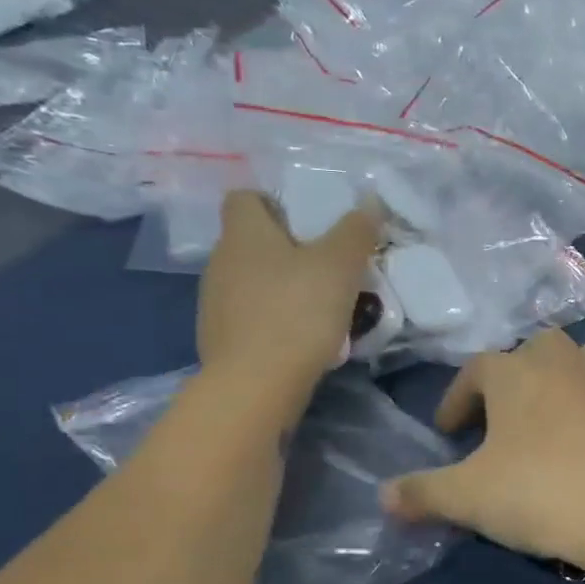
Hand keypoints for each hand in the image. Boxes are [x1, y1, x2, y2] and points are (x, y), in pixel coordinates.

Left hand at [197, 190, 378, 416]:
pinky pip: (251, 316)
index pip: (245, 198)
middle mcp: (220, 261)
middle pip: (252, 242)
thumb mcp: (340, 265)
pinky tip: (302, 338)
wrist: (256, 385)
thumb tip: (369, 201)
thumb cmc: (297, 312)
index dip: (275, 203)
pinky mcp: (220, 339)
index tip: (309, 222)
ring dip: (282, 287)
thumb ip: (356, 231)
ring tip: (321, 306)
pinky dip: (274, 320)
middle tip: (328, 266)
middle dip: (288, 249)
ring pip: (252, 281)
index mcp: (243, 233)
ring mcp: (215, 302)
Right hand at [382, 331, 584, 572]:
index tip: (448, 433)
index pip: (477, 370)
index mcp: (516, 374)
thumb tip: (383, 497)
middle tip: (502, 418)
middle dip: (515, 375)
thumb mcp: (468, 498)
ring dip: (565, 378)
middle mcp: (565, 365)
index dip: (457, 398)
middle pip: (536, 349)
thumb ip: (422, 493)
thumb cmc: (540, 494)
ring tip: (553, 415)